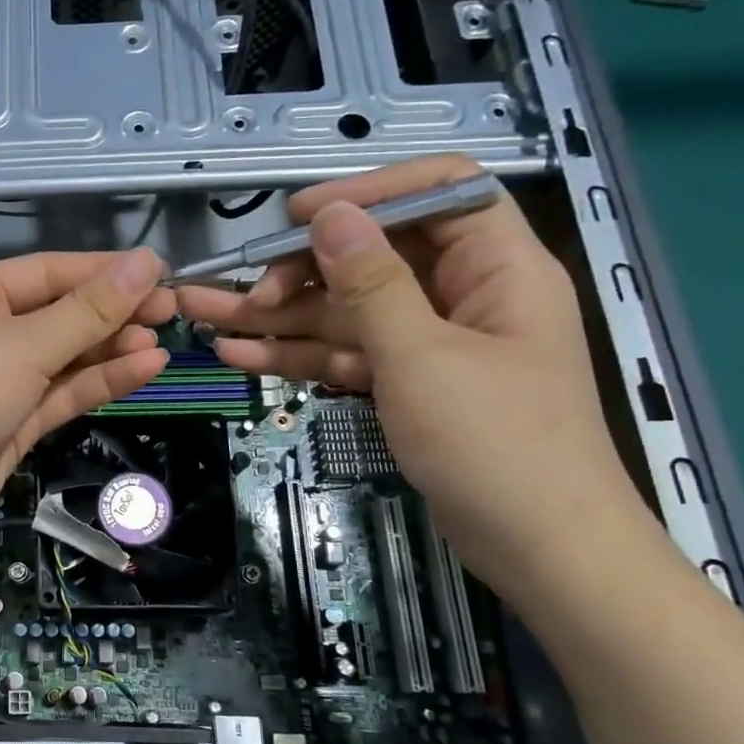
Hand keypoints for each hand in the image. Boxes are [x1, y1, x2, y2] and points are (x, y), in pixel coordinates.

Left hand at [0, 250, 174, 550]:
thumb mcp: (23, 345)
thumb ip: (88, 310)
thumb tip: (147, 263)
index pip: (48, 271)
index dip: (103, 271)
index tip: (160, 272)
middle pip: (59, 314)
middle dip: (112, 313)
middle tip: (172, 311)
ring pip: (64, 356)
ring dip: (110, 348)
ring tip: (162, 342)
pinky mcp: (14, 421)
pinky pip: (62, 392)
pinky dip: (99, 381)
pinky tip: (144, 367)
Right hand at [177, 155, 645, 593]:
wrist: (539, 551)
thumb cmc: (496, 445)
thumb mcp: (422, 357)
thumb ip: (371, 283)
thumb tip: (330, 215)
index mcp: (494, 267)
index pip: (436, 192)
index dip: (367, 193)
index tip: (298, 216)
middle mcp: (460, 295)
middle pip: (371, 258)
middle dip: (300, 272)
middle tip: (246, 294)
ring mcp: (428, 343)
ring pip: (344, 312)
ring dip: (278, 317)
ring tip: (204, 317)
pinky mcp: (405, 384)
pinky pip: (345, 354)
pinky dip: (296, 355)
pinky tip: (239, 355)